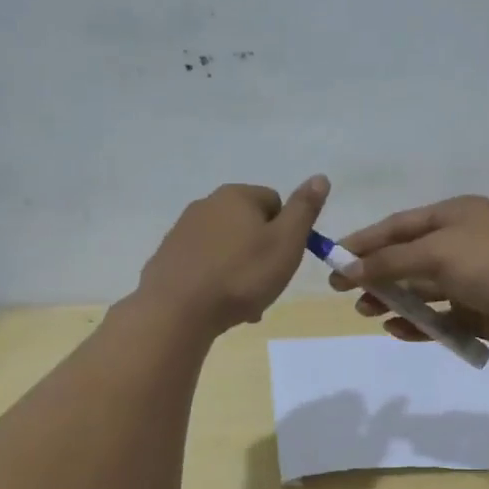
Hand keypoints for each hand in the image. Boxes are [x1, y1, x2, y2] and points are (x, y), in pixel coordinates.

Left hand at [137, 176, 329, 335]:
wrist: (177, 311)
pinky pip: (204, 264)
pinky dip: (215, 280)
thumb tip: (320, 177)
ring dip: (240, 271)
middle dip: (261, 254)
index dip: (285, 232)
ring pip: (227, 248)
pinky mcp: (168, 256)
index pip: (275, 203)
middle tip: (266, 285)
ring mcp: (182, 230)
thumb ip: (304, 209)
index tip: (283, 261)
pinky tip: (217, 305)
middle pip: (249, 226)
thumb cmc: (241, 276)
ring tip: (243, 303)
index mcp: (237, 195)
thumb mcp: (286, 243)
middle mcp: (206, 204)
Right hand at [329, 195, 488, 351]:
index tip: (333, 258)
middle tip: (344, 291)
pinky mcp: (476, 310)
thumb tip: (348, 270)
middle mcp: (461, 243)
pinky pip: (438, 316)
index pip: (398, 226)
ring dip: (392, 298)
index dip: (364, 241)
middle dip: (376, 273)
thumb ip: (388, 262)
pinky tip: (397, 329)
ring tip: (366, 312)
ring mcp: (470, 278)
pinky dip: (417, 322)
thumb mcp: (435, 253)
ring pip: (420, 288)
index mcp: (454, 216)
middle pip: (406, 257)